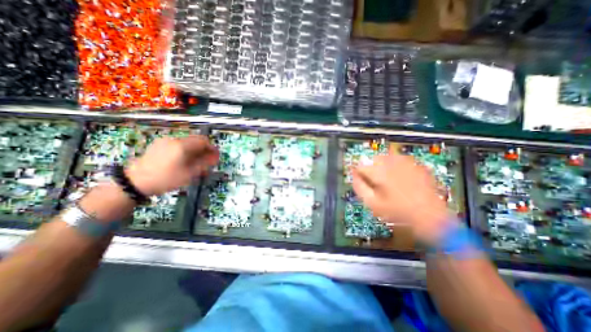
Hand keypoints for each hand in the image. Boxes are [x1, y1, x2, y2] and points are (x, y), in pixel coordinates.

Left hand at [125, 135, 218, 196]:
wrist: (134, 182)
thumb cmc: (166, 179)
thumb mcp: (189, 173)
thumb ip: (205, 163)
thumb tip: (216, 156)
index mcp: (182, 145)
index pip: (204, 141)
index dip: (212, 148)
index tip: (216, 158)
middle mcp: (174, 139)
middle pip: (196, 140)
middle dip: (204, 150)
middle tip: (207, 162)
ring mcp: (165, 141)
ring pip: (187, 142)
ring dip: (195, 151)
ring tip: (196, 164)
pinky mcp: (159, 145)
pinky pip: (178, 145)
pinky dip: (186, 151)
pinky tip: (184, 161)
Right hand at [353, 151, 453, 243]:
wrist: (430, 217)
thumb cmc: (397, 212)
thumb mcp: (373, 203)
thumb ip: (359, 187)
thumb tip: (353, 175)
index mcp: (380, 172)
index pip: (360, 164)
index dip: (357, 171)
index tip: (358, 178)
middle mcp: (393, 162)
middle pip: (373, 158)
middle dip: (369, 167)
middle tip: (372, 180)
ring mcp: (407, 162)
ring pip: (386, 156)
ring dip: (381, 164)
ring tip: (384, 178)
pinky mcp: (416, 164)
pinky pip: (399, 159)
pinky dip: (394, 164)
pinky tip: (397, 176)